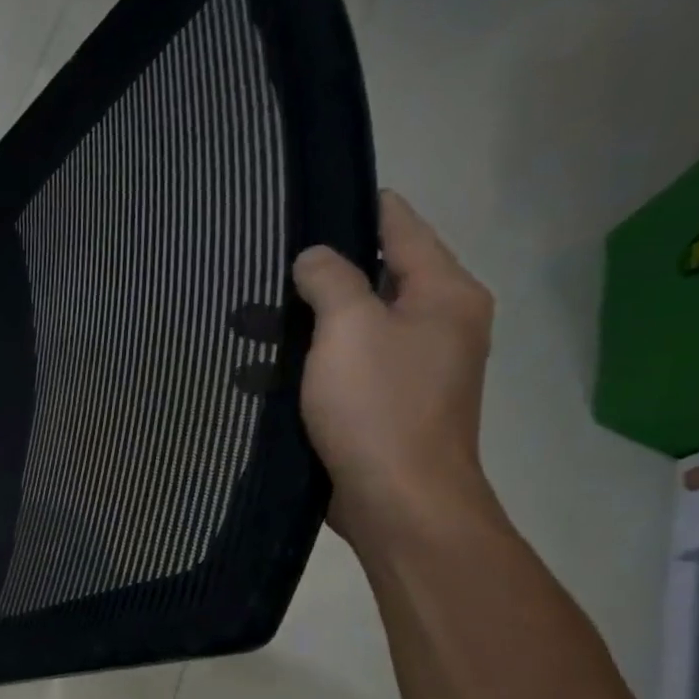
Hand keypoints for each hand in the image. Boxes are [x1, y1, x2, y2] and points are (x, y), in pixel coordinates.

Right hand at [292, 190, 498, 553]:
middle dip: (323, 273)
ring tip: (253, 319)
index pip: (401, 227)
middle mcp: (439, 325)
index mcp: (444, 294)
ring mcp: (416, 370)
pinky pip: (347, 368)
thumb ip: (330, 280)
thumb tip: (315, 257)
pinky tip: (268, 369)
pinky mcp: (388, 407)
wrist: (399, 501)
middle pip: (377, 278)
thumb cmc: (378, 407)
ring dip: (310, 323)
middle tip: (268, 266)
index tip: (311, 197)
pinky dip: (313, 364)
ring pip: (356, 328)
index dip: (358, 208)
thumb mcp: (348, 329)